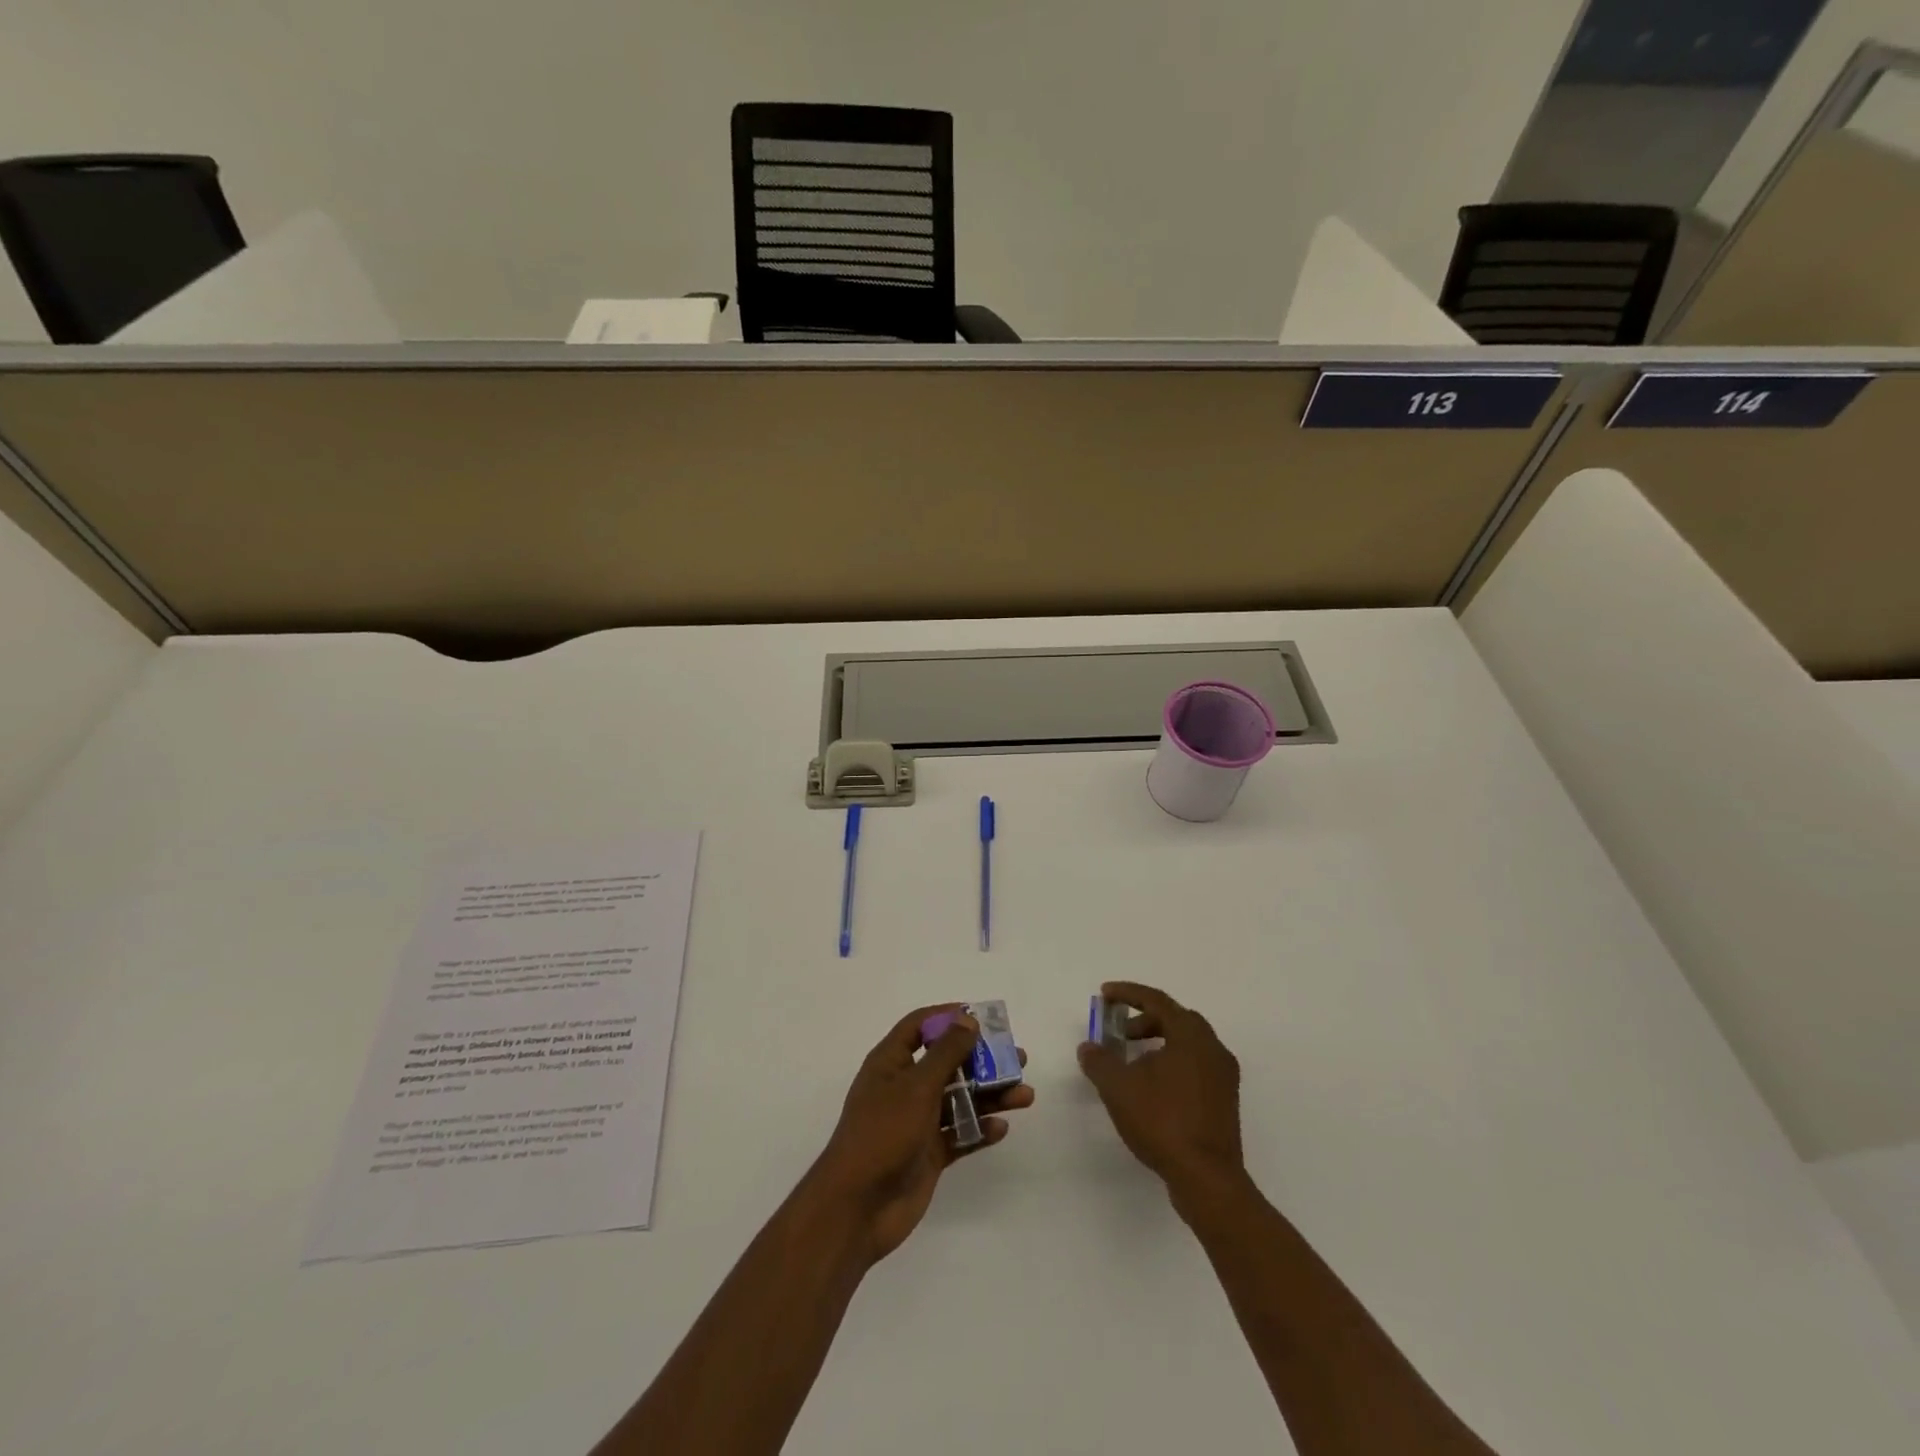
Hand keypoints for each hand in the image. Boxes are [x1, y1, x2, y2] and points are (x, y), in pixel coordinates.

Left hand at [809, 1003, 1033, 1263]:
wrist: (858, 1207)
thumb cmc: (883, 1133)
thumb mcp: (916, 1086)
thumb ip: (946, 1053)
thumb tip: (968, 1020)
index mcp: (891, 1063)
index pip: (919, 1026)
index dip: (948, 1017)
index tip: (982, 1018)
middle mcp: (904, 1087)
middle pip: (948, 1063)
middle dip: (982, 1060)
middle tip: (1018, 1059)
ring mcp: (917, 1122)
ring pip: (959, 1099)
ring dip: (990, 1095)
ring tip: (1025, 1095)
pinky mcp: (928, 1154)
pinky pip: (959, 1134)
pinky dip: (979, 1129)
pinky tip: (1001, 1128)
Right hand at [1078, 981, 1243, 1194]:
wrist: (1207, 1179)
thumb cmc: (1163, 1122)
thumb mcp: (1119, 1088)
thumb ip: (1099, 1061)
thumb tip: (1088, 1047)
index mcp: (1191, 1035)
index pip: (1157, 1001)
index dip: (1128, 993)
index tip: (1104, 994)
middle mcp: (1213, 1048)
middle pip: (1175, 1019)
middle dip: (1143, 1020)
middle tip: (1117, 1032)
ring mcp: (1223, 1076)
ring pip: (1187, 1044)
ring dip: (1157, 1043)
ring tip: (1130, 1063)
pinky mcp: (1225, 1101)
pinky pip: (1195, 1066)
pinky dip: (1171, 1063)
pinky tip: (1151, 1088)